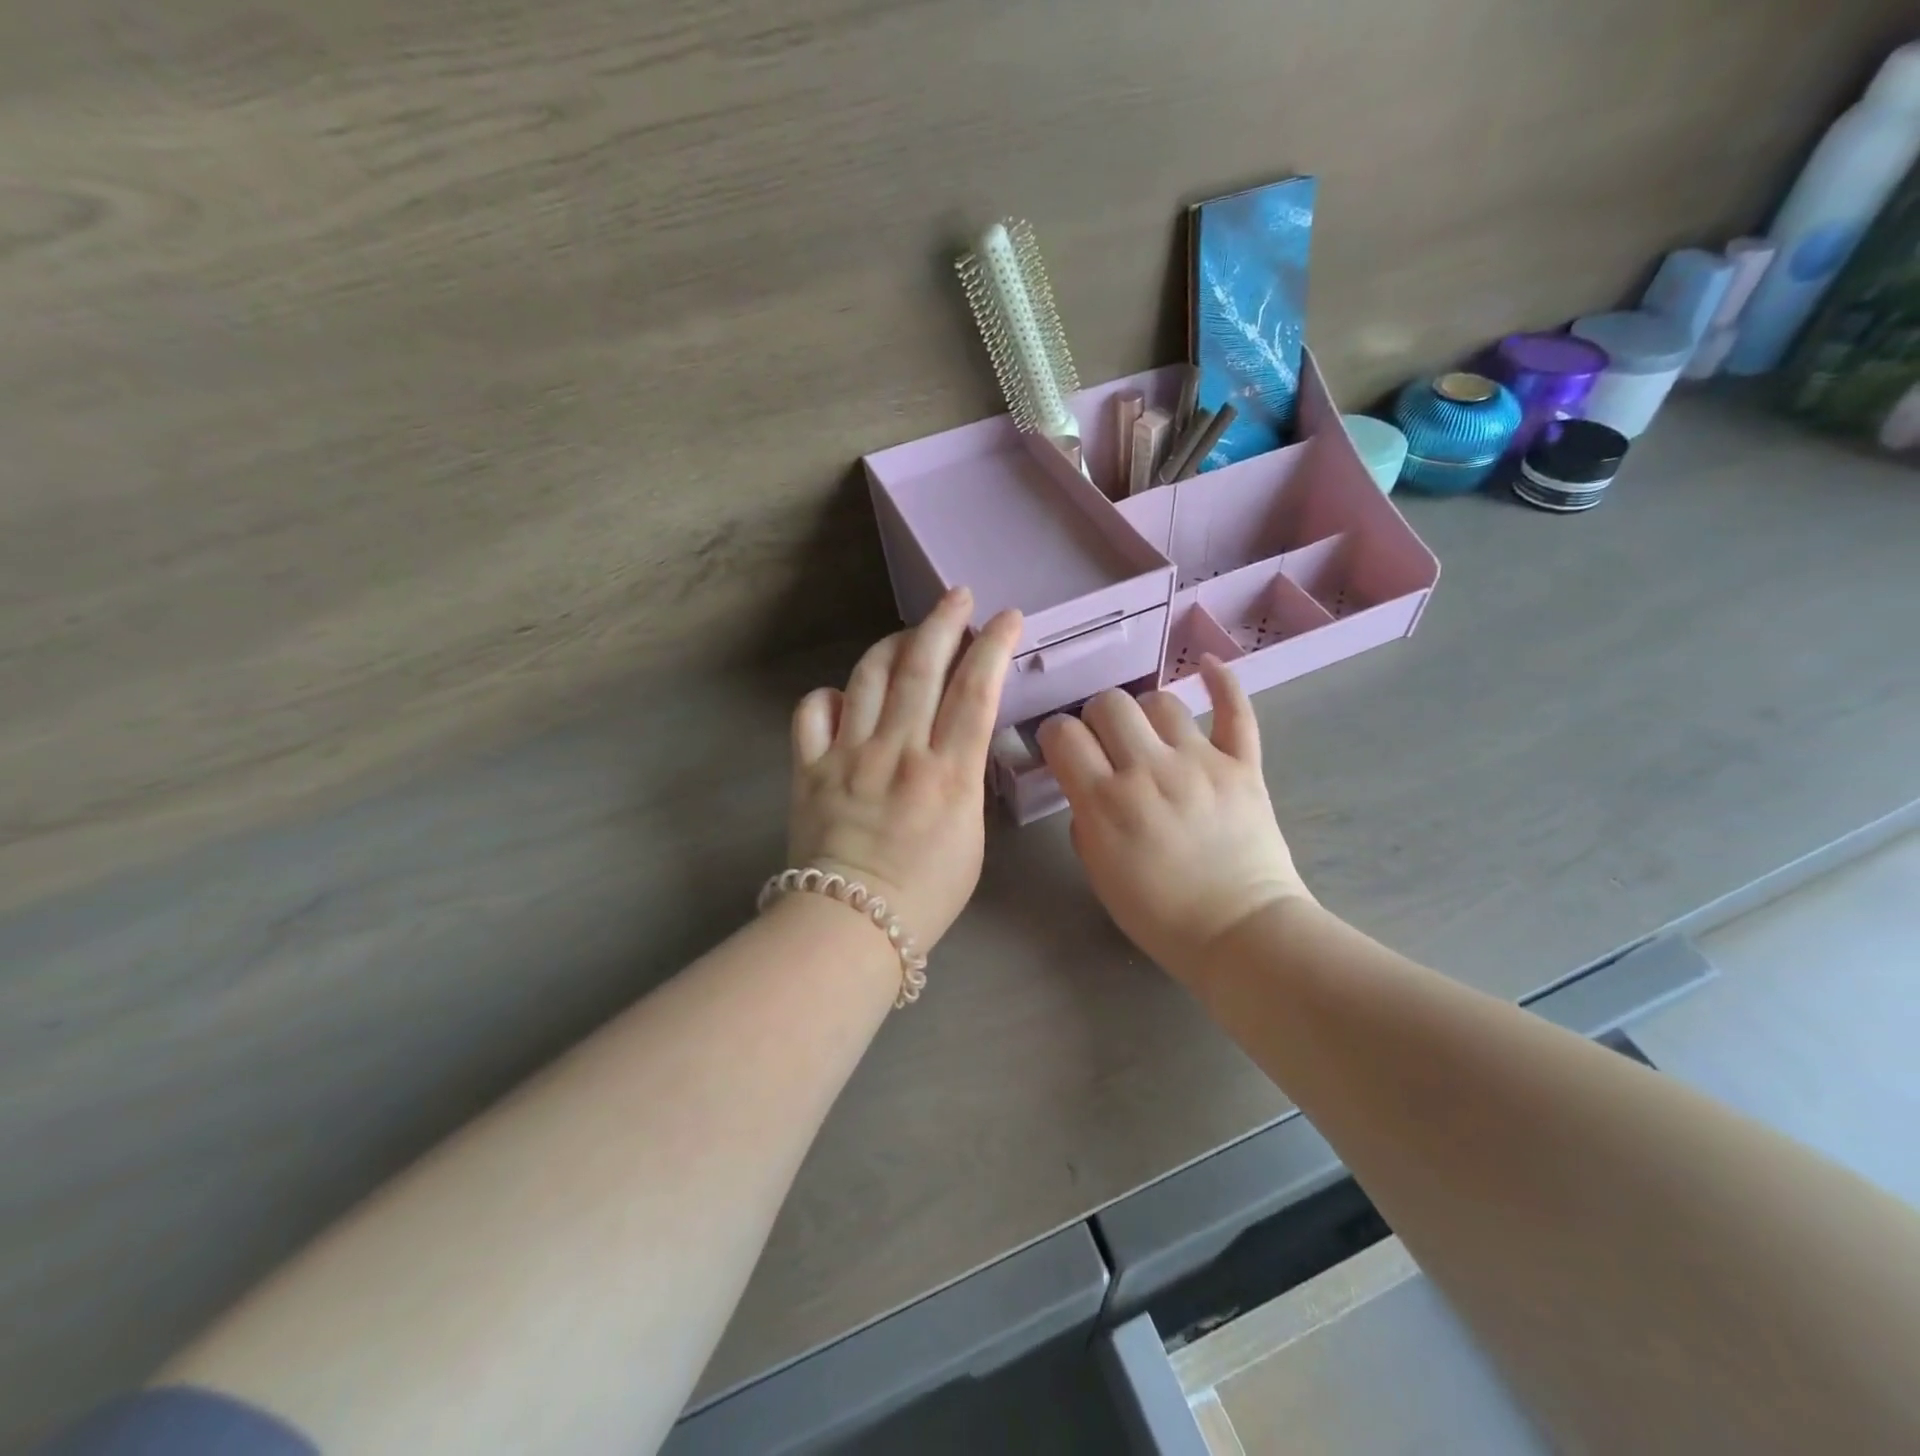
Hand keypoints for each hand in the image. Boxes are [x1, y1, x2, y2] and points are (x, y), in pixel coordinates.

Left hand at [787, 588, 1022, 950]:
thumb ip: (963, 782)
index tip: (1007, 617)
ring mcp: (849, 754)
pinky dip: (829, 694)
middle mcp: (899, 751)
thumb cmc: (925, 895)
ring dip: (892, 646)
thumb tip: (951, 747)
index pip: (976, 691)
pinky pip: (812, 711)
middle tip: (957, 597)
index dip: (993, 646)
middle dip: (944, 623)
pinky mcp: (810, 767)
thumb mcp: (970, 839)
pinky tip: (843, 696)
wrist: (852, 927)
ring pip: (868, 677)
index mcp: (948, 773)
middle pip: (922, 668)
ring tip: (909, 636)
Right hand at [1036, 657, 1311, 985]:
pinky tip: (1210, 667)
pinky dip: (1222, 683)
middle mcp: (1148, 771)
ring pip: (1161, 701)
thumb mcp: (1099, 875)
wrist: (1240, 934)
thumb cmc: (1160, 916)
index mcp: (1105, 802)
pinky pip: (1235, 710)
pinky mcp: (1243, 765)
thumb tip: (1089, 788)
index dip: (1056, 734)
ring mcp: (1200, 763)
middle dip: (1097, 717)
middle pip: (1108, 704)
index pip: (1063, 735)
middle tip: (1105, 742)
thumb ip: (1085, 822)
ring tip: (1150, 733)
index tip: (1062, 747)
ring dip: (1146, 713)